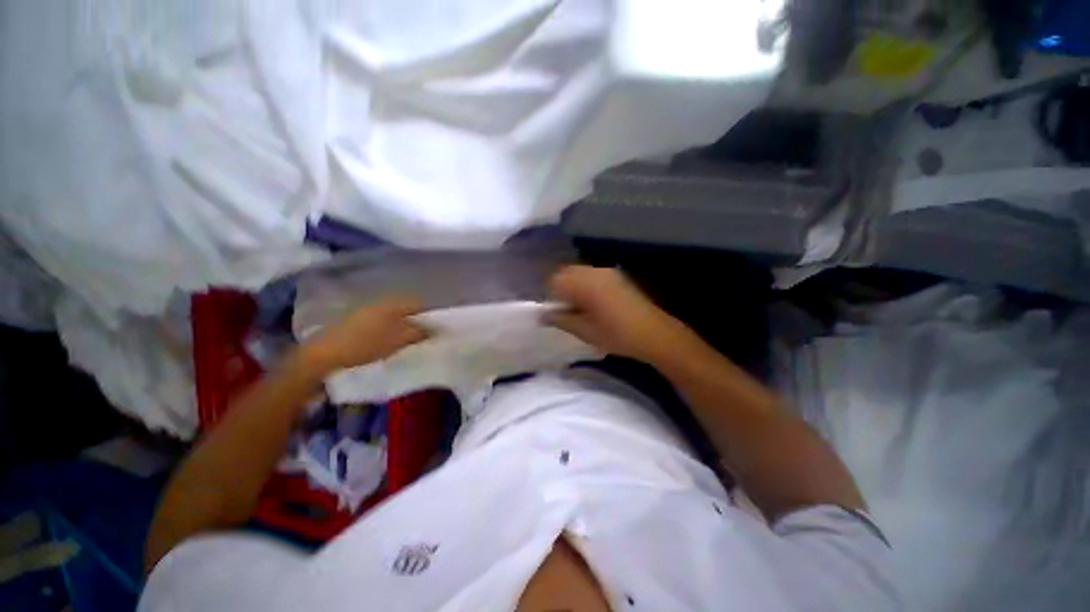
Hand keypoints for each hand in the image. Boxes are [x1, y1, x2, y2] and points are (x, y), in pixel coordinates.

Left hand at [301, 297, 426, 373]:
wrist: (323, 355)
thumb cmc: (365, 346)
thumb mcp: (397, 341)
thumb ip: (417, 333)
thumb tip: (432, 330)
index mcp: (391, 304)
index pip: (417, 304)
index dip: (429, 315)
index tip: (435, 328)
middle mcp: (379, 304)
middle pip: (405, 309)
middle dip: (415, 321)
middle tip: (422, 336)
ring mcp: (365, 312)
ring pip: (392, 316)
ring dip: (401, 326)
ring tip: (407, 342)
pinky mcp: (354, 322)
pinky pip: (380, 323)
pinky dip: (388, 331)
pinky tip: (387, 343)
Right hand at [547, 265, 700, 365]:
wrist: (655, 334)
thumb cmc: (617, 335)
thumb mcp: (585, 331)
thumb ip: (560, 320)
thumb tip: (543, 316)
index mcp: (584, 283)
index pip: (554, 281)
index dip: (549, 296)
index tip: (553, 312)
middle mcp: (594, 272)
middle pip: (566, 273)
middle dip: (560, 289)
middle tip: (564, 310)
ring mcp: (607, 272)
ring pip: (579, 273)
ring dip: (573, 286)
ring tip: (578, 308)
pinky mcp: (617, 276)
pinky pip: (592, 275)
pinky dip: (585, 285)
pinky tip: (592, 303)